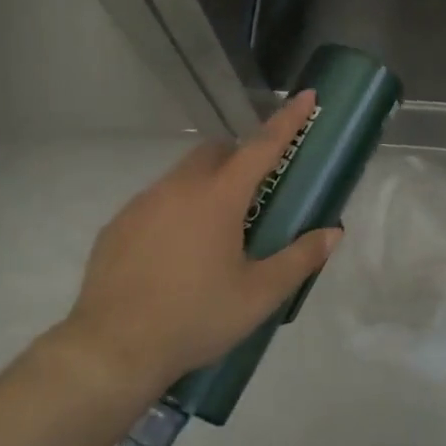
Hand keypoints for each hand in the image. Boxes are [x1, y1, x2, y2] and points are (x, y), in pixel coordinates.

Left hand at [59, 92, 341, 398]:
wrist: (113, 349)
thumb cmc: (195, 318)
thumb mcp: (258, 296)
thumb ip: (299, 259)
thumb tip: (332, 233)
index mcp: (219, 198)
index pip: (262, 146)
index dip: (288, 120)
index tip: (306, 95)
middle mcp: (179, 188)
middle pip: (216, 153)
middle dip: (240, 157)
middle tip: (255, 194)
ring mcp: (143, 203)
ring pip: (183, 176)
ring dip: (206, 186)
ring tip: (215, 233)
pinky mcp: (118, 224)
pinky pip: (156, 202)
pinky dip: (175, 210)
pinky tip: (175, 254)